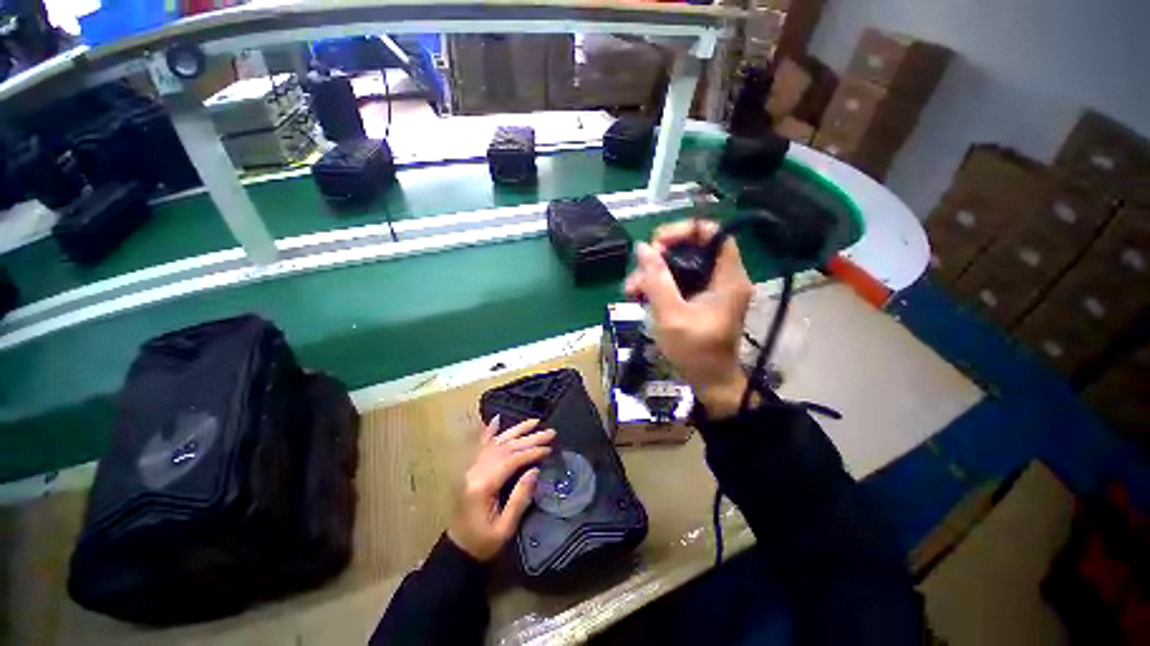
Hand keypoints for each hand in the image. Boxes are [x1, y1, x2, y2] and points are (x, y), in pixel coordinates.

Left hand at [447, 417, 554, 561]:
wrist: (457, 549)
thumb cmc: (483, 542)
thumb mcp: (505, 528)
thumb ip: (519, 498)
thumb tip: (534, 470)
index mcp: (483, 485)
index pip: (511, 460)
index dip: (532, 452)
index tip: (549, 448)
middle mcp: (475, 470)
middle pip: (506, 447)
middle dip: (530, 438)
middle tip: (550, 432)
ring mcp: (471, 467)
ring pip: (497, 442)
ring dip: (516, 430)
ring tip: (535, 421)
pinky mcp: (470, 468)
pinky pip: (481, 445)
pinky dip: (489, 431)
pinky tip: (496, 419)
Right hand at [624, 219, 752, 417]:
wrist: (709, 381)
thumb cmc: (694, 351)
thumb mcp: (670, 315)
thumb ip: (656, 280)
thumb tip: (642, 248)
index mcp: (728, 277)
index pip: (712, 232)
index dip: (682, 231)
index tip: (656, 245)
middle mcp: (724, 276)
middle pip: (693, 247)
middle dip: (660, 256)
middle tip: (638, 271)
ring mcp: (713, 288)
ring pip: (682, 265)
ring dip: (654, 273)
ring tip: (631, 290)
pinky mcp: (702, 298)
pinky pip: (680, 280)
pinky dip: (660, 284)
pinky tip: (640, 296)